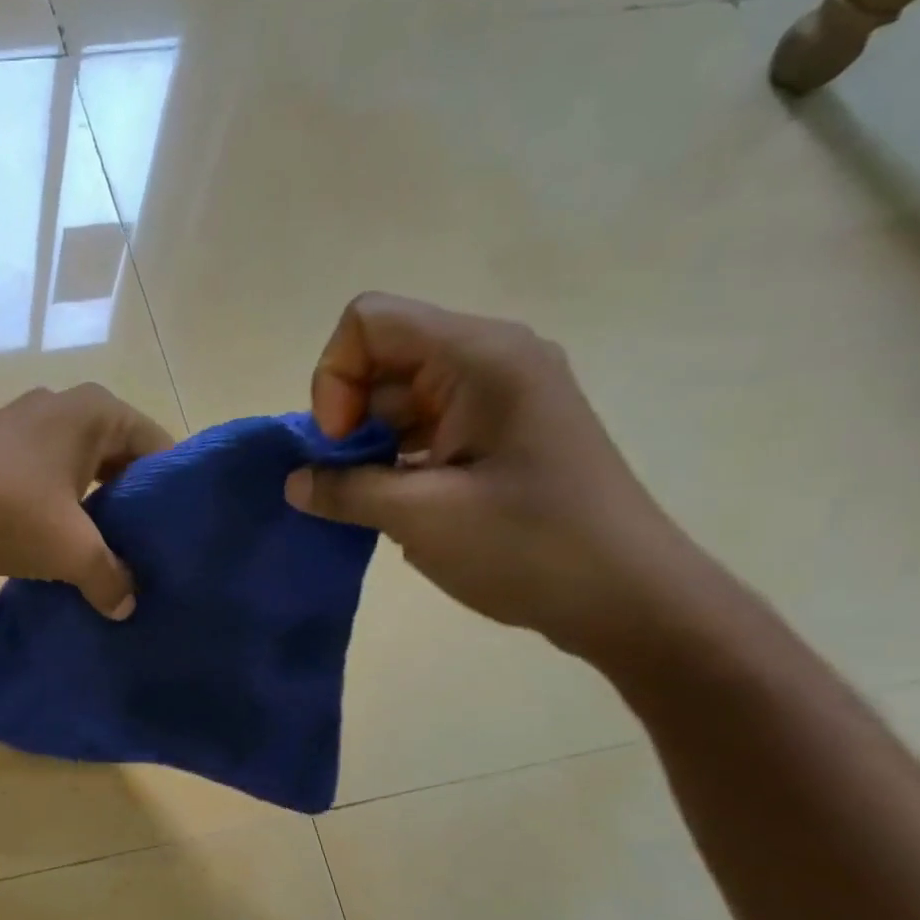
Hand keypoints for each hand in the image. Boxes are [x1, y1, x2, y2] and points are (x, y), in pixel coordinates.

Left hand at [0, 384, 173, 618]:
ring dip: (93, 511)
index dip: (170, 496)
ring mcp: (26, 425)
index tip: (174, 539)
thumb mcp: (71, 550)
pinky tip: (58, 546)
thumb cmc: (6, 509)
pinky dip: (59, 509)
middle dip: (131, 507)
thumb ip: (109, 578)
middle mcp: (66, 406)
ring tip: (105, 557)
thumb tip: (126, 606)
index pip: (159, 449)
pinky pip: (47, 479)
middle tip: (144, 554)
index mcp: (98, 412)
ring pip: (81, 472)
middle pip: (120, 460)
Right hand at [285, 292, 706, 663]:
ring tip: (369, 501)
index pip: (370, 322)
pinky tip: (392, 506)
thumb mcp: (421, 517)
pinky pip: (421, 429)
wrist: (625, 596)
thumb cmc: (529, 546)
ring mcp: (495, 400)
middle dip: (346, 418)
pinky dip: (392, 461)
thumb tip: (294, 482)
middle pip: (381, 359)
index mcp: (480, 358)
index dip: (335, 379)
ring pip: (396, 400)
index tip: (341, 445)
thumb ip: (346, 490)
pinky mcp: (496, 437)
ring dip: (366, 447)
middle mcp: (489, 362)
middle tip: (347, 481)